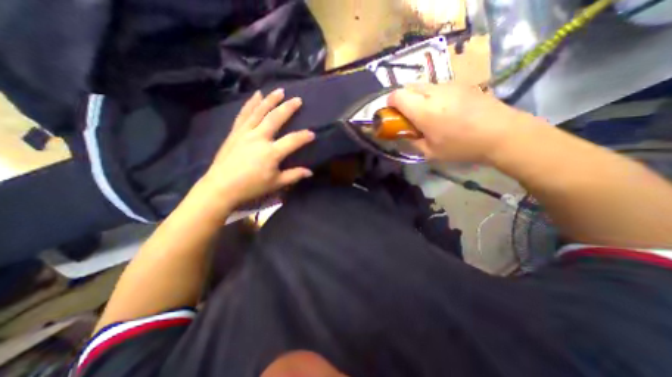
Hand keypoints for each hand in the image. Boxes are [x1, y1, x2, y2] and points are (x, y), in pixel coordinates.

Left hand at [198, 88, 316, 211]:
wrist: (221, 187)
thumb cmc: (251, 186)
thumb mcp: (276, 183)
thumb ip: (294, 175)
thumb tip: (310, 172)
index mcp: (271, 152)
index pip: (292, 140)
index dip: (304, 137)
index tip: (313, 134)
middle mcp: (259, 137)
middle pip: (276, 118)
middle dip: (288, 108)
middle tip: (298, 99)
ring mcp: (245, 133)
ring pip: (259, 111)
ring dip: (270, 100)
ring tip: (279, 91)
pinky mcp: (235, 132)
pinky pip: (243, 114)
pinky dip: (250, 103)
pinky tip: (256, 95)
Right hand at [389, 82, 530, 161]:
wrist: (502, 133)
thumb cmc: (462, 146)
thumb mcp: (430, 152)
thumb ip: (411, 142)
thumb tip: (403, 135)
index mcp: (423, 110)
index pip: (396, 95)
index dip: (390, 104)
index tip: (393, 116)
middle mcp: (433, 92)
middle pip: (408, 86)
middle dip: (402, 100)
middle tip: (408, 116)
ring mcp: (449, 85)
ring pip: (423, 85)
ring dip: (417, 97)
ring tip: (427, 114)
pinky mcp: (461, 84)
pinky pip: (437, 86)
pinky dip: (431, 95)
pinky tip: (443, 109)